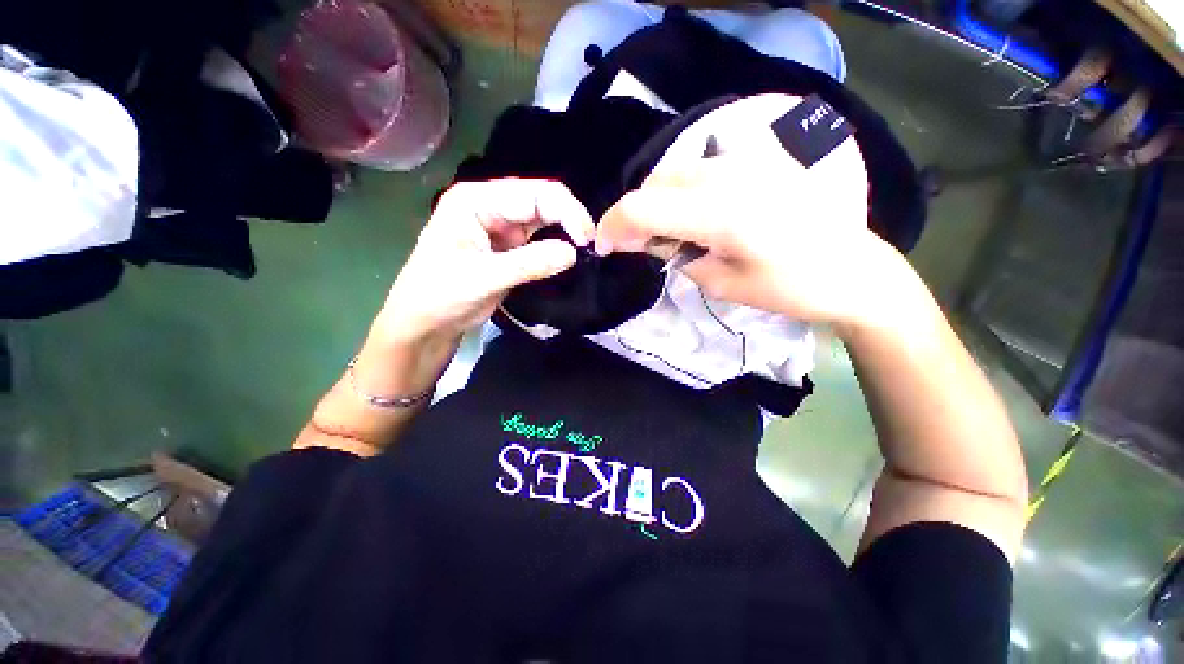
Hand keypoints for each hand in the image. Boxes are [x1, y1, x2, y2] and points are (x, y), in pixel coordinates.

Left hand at [378, 179, 594, 343]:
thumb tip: (573, 253)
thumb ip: (529, 263)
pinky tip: (567, 256)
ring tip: (584, 249)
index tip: (586, 239)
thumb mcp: (483, 277)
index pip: (533, 193)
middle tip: (591, 245)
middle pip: (540, 202)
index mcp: (476, 200)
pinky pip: (538, 242)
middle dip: (568, 219)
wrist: (425, 324)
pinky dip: (554, 248)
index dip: (566, 211)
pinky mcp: (507, 249)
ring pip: (542, 221)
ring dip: (563, 232)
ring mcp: (499, 228)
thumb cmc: (440, 295)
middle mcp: (490, 207)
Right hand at [595, 142, 894, 326]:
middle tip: (637, 246)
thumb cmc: (790, 288)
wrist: (852, 268)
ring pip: (674, 172)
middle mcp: (729, 174)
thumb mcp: (722, 284)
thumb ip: (678, 255)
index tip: (603, 245)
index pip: (642, 207)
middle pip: (654, 183)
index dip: (612, 225)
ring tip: (667, 233)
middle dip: (634, 216)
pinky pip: (700, 168)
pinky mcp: (758, 160)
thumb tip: (650, 239)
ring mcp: (747, 160)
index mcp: (721, 213)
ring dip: (657, 202)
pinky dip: (680, 191)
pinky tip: (692, 215)